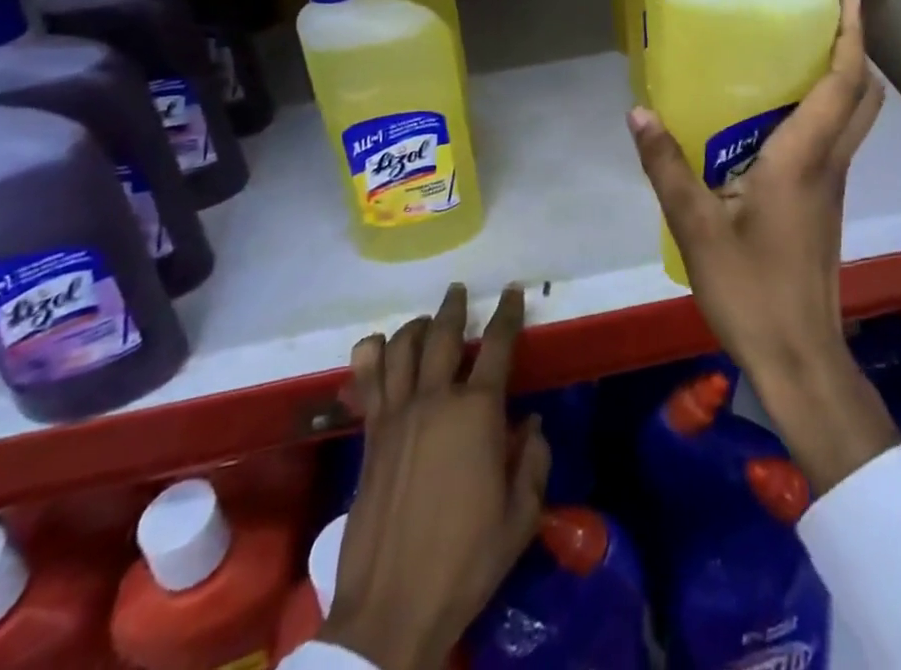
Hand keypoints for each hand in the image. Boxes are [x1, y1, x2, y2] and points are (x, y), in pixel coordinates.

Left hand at [322, 284, 549, 669]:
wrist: (392, 609)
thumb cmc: (465, 563)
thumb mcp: (520, 518)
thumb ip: (533, 462)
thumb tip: (532, 424)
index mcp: (477, 413)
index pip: (497, 346)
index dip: (508, 314)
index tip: (513, 292)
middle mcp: (435, 399)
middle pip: (444, 335)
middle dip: (455, 307)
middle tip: (460, 291)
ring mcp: (396, 415)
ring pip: (401, 348)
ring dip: (416, 326)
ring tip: (426, 320)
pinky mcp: (370, 436)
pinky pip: (367, 381)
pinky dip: (371, 355)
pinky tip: (377, 348)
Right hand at [629, 0, 900, 493]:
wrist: (799, 358)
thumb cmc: (750, 290)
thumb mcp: (696, 227)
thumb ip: (666, 167)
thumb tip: (638, 112)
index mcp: (804, 159)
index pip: (843, 85)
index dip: (852, 39)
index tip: (851, 0)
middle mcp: (829, 165)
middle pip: (865, 98)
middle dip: (856, 53)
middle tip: (825, 22)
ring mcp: (831, 188)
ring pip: (855, 121)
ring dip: (844, 82)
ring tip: (800, 56)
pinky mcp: (823, 207)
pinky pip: (836, 143)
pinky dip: (827, 113)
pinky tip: (780, 119)